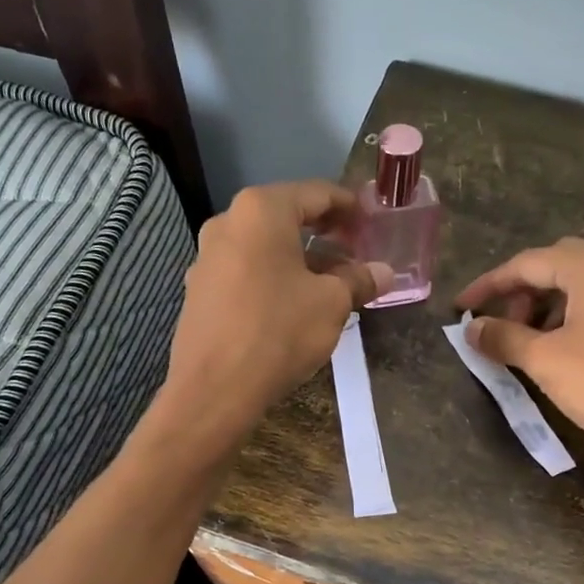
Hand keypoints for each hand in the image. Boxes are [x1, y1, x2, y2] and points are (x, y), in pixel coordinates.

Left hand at [165, 182, 390, 440]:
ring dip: (300, 260)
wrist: (214, 389)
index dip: (348, 206)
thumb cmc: (278, 332)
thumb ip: (359, 280)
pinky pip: (246, 272)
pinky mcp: (199, 290)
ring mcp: (207, 257)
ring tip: (331, 283)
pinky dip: (274, 278)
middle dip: (324, 234)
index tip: (371, 222)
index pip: (316, 194)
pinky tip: (294, 305)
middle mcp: (228, 223)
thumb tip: (383, 272)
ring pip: (265, 247)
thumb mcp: (332, 304)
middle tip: (355, 252)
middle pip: (286, 218)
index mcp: (261, 211)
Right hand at [455, 238, 583, 494]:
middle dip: (520, 294)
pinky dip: (576, 319)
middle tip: (500, 327)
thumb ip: (503, 338)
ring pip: (583, 287)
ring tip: (532, 344)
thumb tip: (471, 328)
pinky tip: (570, 352)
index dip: (487, 286)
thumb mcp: (546, 361)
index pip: (525, 263)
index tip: (460, 310)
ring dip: (548, 308)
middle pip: (556, 267)